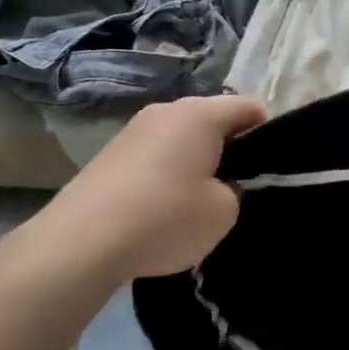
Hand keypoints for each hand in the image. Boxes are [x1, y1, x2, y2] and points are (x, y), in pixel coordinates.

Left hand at [31, 95, 267, 282]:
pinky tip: (160, 210)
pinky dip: (167, 174)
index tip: (268, 170)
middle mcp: (166, 110)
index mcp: (200, 114)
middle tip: (235, 190)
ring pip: (182, 138)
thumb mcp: (223, 212)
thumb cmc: (165, 218)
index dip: (268, 135)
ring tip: (195, 204)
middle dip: (231, 150)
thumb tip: (220, 183)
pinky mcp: (111, 154)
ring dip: (196, 163)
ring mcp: (134, 130)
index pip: (250, 107)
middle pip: (214, 120)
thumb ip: (235, 189)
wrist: (80, 243)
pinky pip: (156, 155)